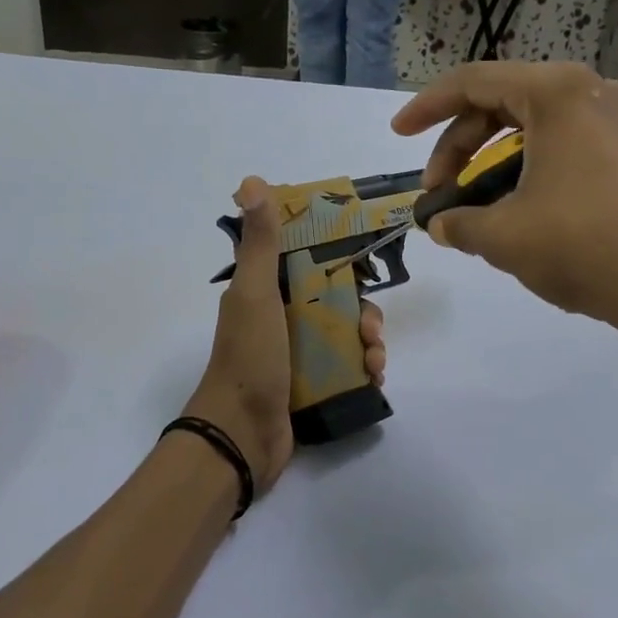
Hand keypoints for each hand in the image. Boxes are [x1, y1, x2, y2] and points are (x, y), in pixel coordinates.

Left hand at [184, 176, 387, 493]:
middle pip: (335, 302)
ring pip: (345, 336)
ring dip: (369, 343)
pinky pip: (346, 368)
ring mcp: (296, 356)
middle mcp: (281, 320)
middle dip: (362, 311)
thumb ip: (260, 243)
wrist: (241, 436)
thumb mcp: (255, 294)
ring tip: (376, 362)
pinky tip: (374, 379)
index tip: (366, 266)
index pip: (309, 264)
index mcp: (266, 293)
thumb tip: (251, 181)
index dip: (339, 260)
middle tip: (371, 328)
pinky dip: (364, 370)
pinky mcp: (310, 387)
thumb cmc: (249, 358)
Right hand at [392, 62, 617, 377]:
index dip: (426, 108)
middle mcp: (593, 93)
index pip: (473, 82)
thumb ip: (459, 224)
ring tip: (477, 211)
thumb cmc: (584, 245)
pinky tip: (522, 213)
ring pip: (537, 130)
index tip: (397, 134)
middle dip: (460, 147)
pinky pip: (568, 149)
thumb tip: (441, 224)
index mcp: (557, 93)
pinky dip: (532, 172)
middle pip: (505, 104)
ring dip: (495, 164)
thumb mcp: (504, 236)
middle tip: (438, 192)